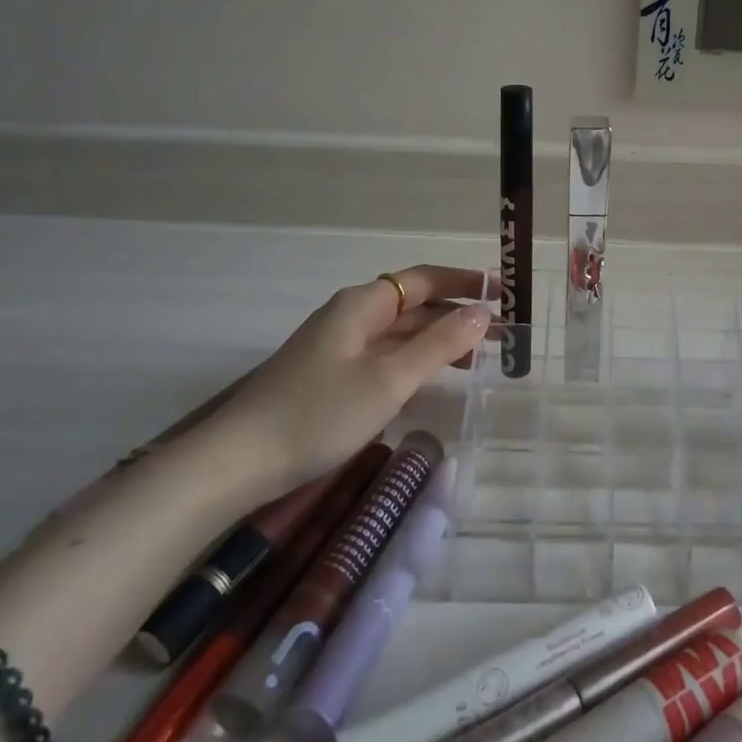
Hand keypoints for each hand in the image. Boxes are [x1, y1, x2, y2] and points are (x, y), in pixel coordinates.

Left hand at [206, 265, 491, 488]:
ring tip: (478, 358)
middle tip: (501, 333)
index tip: (504, 290)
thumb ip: (438, 344)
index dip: (465, 281)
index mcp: (362, 304)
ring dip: (438, 339)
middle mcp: (351, 316)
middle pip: (413, 305)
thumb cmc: (319, 413)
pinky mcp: (331, 376)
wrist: (237, 462)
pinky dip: (415, 360)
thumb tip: (482, 312)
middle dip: (457, 314)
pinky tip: (433, 378)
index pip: (423, 279)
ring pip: (400, 333)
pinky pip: (385, 355)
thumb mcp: (389, 379)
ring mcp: (339, 347)